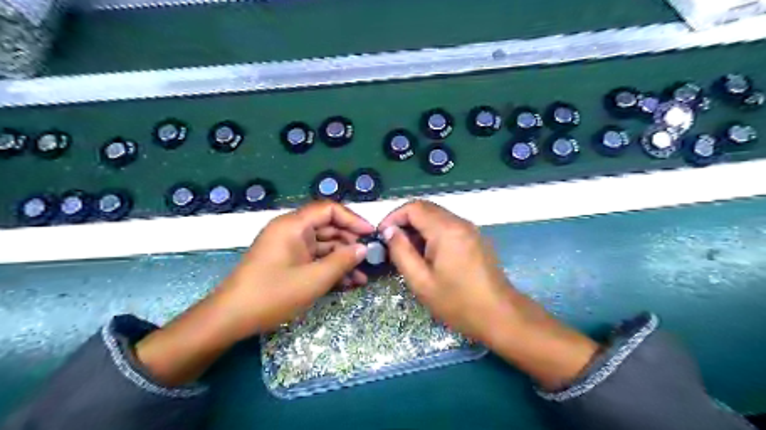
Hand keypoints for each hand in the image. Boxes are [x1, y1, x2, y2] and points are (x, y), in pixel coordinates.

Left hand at [214, 202, 376, 338]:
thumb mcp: (313, 279)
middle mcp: (291, 230)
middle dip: (350, 243)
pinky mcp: (288, 262)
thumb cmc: (272, 294)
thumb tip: (363, 249)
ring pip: (323, 245)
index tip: (371, 234)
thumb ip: (342, 261)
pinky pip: (314, 259)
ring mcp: (289, 247)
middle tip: (369, 258)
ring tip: (362, 276)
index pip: (329, 209)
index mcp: (293, 225)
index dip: (353, 219)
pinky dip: (330, 268)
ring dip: (342, 259)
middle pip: (328, 227)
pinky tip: (348, 283)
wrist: (230, 319)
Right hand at [380, 202, 600, 389]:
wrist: (500, 316)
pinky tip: (428, 256)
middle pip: (425, 209)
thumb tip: (389, 231)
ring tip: (408, 253)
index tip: (382, 235)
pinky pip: (448, 226)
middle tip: (392, 245)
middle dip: (405, 222)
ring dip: (418, 229)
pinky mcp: (475, 238)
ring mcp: (470, 229)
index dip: (393, 217)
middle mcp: (460, 222)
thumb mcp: (421, 281)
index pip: (414, 207)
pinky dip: (432, 234)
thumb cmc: (457, 302)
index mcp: (446, 230)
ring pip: (437, 217)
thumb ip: (401, 252)